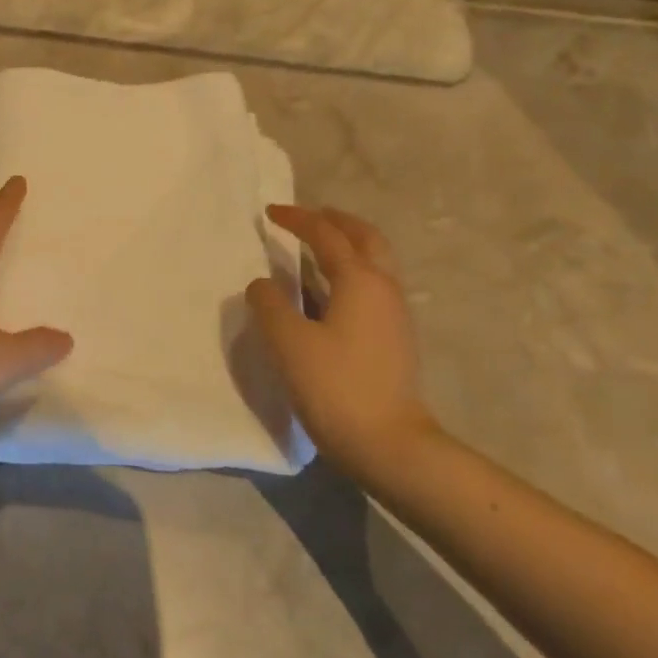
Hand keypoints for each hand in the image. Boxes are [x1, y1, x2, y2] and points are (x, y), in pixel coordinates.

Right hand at [246, 205, 437, 482]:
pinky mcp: (395, 337)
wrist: (389, 444)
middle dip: (337, 221)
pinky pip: (374, 285)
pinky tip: (331, 290)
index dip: (297, 219)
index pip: (326, 235)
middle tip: (309, 216)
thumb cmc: (335, 386)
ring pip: (376, 261)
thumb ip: (269, 304)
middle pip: (365, 238)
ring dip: (348, 244)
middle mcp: (384, 288)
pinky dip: (352, 270)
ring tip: (319, 247)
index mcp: (359, 281)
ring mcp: (395, 314)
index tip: (269, 213)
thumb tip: (262, 284)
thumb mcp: (288, 342)